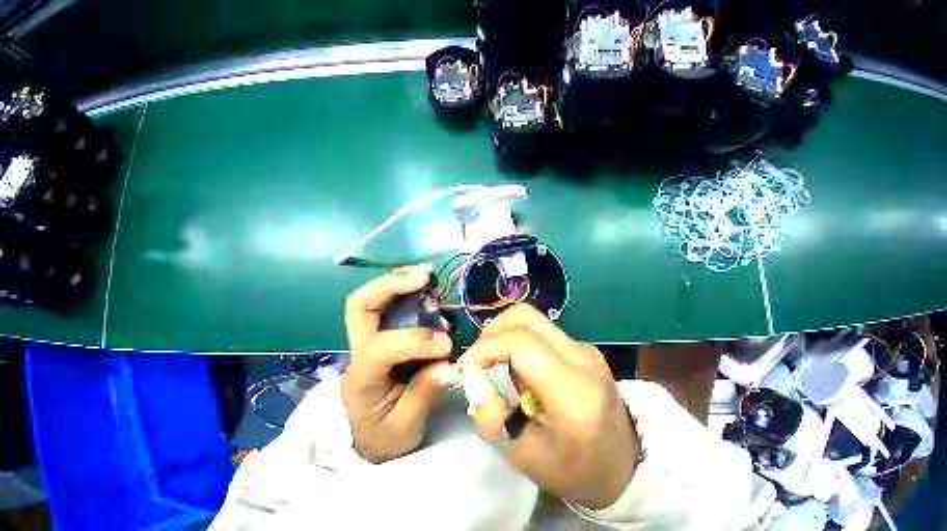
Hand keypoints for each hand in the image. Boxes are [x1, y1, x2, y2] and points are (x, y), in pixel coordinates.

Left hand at [342, 265, 461, 462]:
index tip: (447, 346)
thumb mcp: (403, 429)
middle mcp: (360, 349)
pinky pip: (389, 302)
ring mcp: (370, 336)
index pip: (381, 348)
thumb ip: (425, 395)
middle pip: (360, 305)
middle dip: (391, 285)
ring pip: (372, 296)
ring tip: (427, 273)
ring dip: (400, 279)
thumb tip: (452, 367)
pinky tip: (426, 284)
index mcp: (362, 378)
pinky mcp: (383, 332)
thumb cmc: (382, 434)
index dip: (416, 340)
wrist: (366, 434)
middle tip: (424, 276)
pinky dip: (407, 288)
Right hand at [459, 304, 639, 509]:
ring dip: (504, 332)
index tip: (468, 365)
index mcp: (573, 391)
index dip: (486, 346)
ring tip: (495, 359)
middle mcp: (581, 357)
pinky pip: (541, 328)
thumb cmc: (573, 469)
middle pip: (525, 316)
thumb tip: (475, 377)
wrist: (624, 465)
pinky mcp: (582, 346)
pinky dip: (518, 337)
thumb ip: (491, 414)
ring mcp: (585, 347)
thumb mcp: (523, 455)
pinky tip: (516, 363)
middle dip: (493, 331)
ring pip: (531, 318)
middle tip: (480, 357)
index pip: (521, 344)